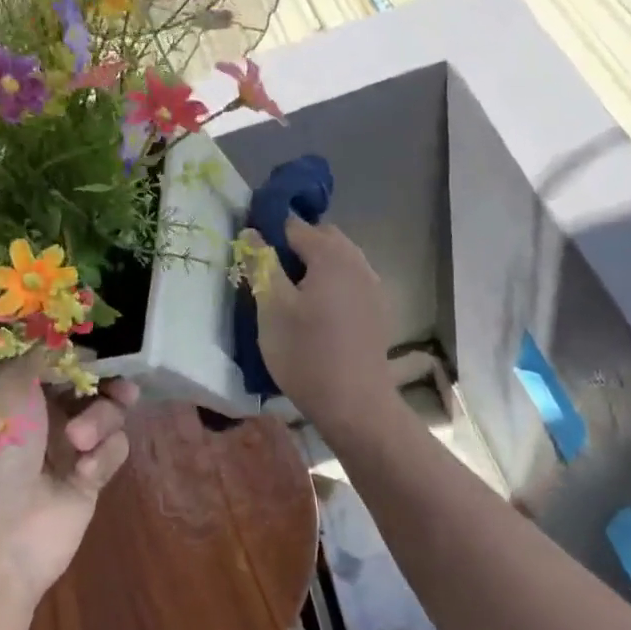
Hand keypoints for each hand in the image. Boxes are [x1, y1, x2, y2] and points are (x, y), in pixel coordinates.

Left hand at [0, 352, 135, 603]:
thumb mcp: (9, 387)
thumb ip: (43, 354)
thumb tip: (74, 344)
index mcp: (21, 394)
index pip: (63, 363)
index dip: (83, 358)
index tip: (98, 356)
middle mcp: (46, 417)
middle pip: (93, 387)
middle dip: (107, 385)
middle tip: (119, 389)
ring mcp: (70, 449)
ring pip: (109, 415)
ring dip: (101, 421)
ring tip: (79, 443)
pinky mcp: (91, 479)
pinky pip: (114, 450)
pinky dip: (104, 456)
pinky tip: (84, 474)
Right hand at [255, 215, 397, 429]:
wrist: (355, 405)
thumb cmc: (306, 354)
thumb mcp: (271, 308)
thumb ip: (261, 264)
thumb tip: (252, 232)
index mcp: (330, 254)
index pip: (294, 224)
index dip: (269, 231)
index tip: (251, 252)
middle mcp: (357, 261)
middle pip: (321, 237)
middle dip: (294, 246)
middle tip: (269, 273)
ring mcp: (372, 285)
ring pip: (339, 259)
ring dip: (315, 265)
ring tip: (292, 294)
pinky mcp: (378, 309)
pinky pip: (351, 280)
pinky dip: (332, 283)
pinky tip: (318, 312)